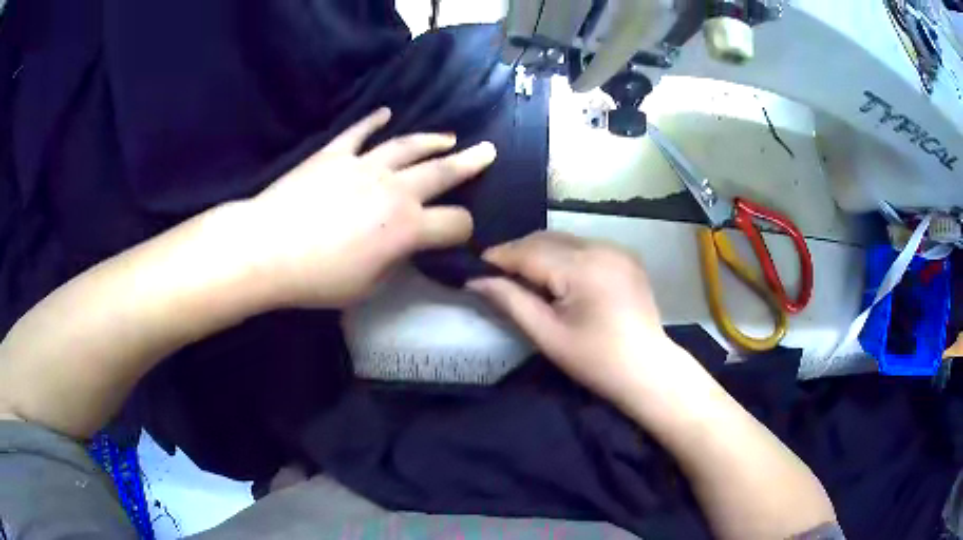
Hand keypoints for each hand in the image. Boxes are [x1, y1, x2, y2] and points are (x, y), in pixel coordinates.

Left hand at [236, 108, 496, 307]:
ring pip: (408, 145)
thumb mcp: (367, 287)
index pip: (455, 223)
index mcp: (408, 227)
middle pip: (443, 172)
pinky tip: (385, 112)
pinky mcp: (335, 154)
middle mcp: (395, 189)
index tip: (459, 234)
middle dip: (471, 163)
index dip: (464, 231)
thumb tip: (404, 250)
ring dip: (432, 139)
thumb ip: (395, 265)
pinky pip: (359, 132)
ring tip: (448, 136)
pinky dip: (373, 121)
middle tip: (488, 150)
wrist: (267, 248)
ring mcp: (365, 165)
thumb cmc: (317, 278)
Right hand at [467, 232, 683, 404]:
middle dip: (518, 253)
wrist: (648, 370)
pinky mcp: (626, 256)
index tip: (475, 267)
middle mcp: (601, 247)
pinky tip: (558, 276)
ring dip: (540, 252)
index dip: (499, 257)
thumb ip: (511, 301)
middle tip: (496, 273)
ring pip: (565, 240)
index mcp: (583, 267)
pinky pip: (585, 246)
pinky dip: (564, 255)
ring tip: (524, 276)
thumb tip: (476, 280)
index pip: (529, 251)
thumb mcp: (548, 335)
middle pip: (547, 239)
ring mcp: (617, 249)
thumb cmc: (595, 360)